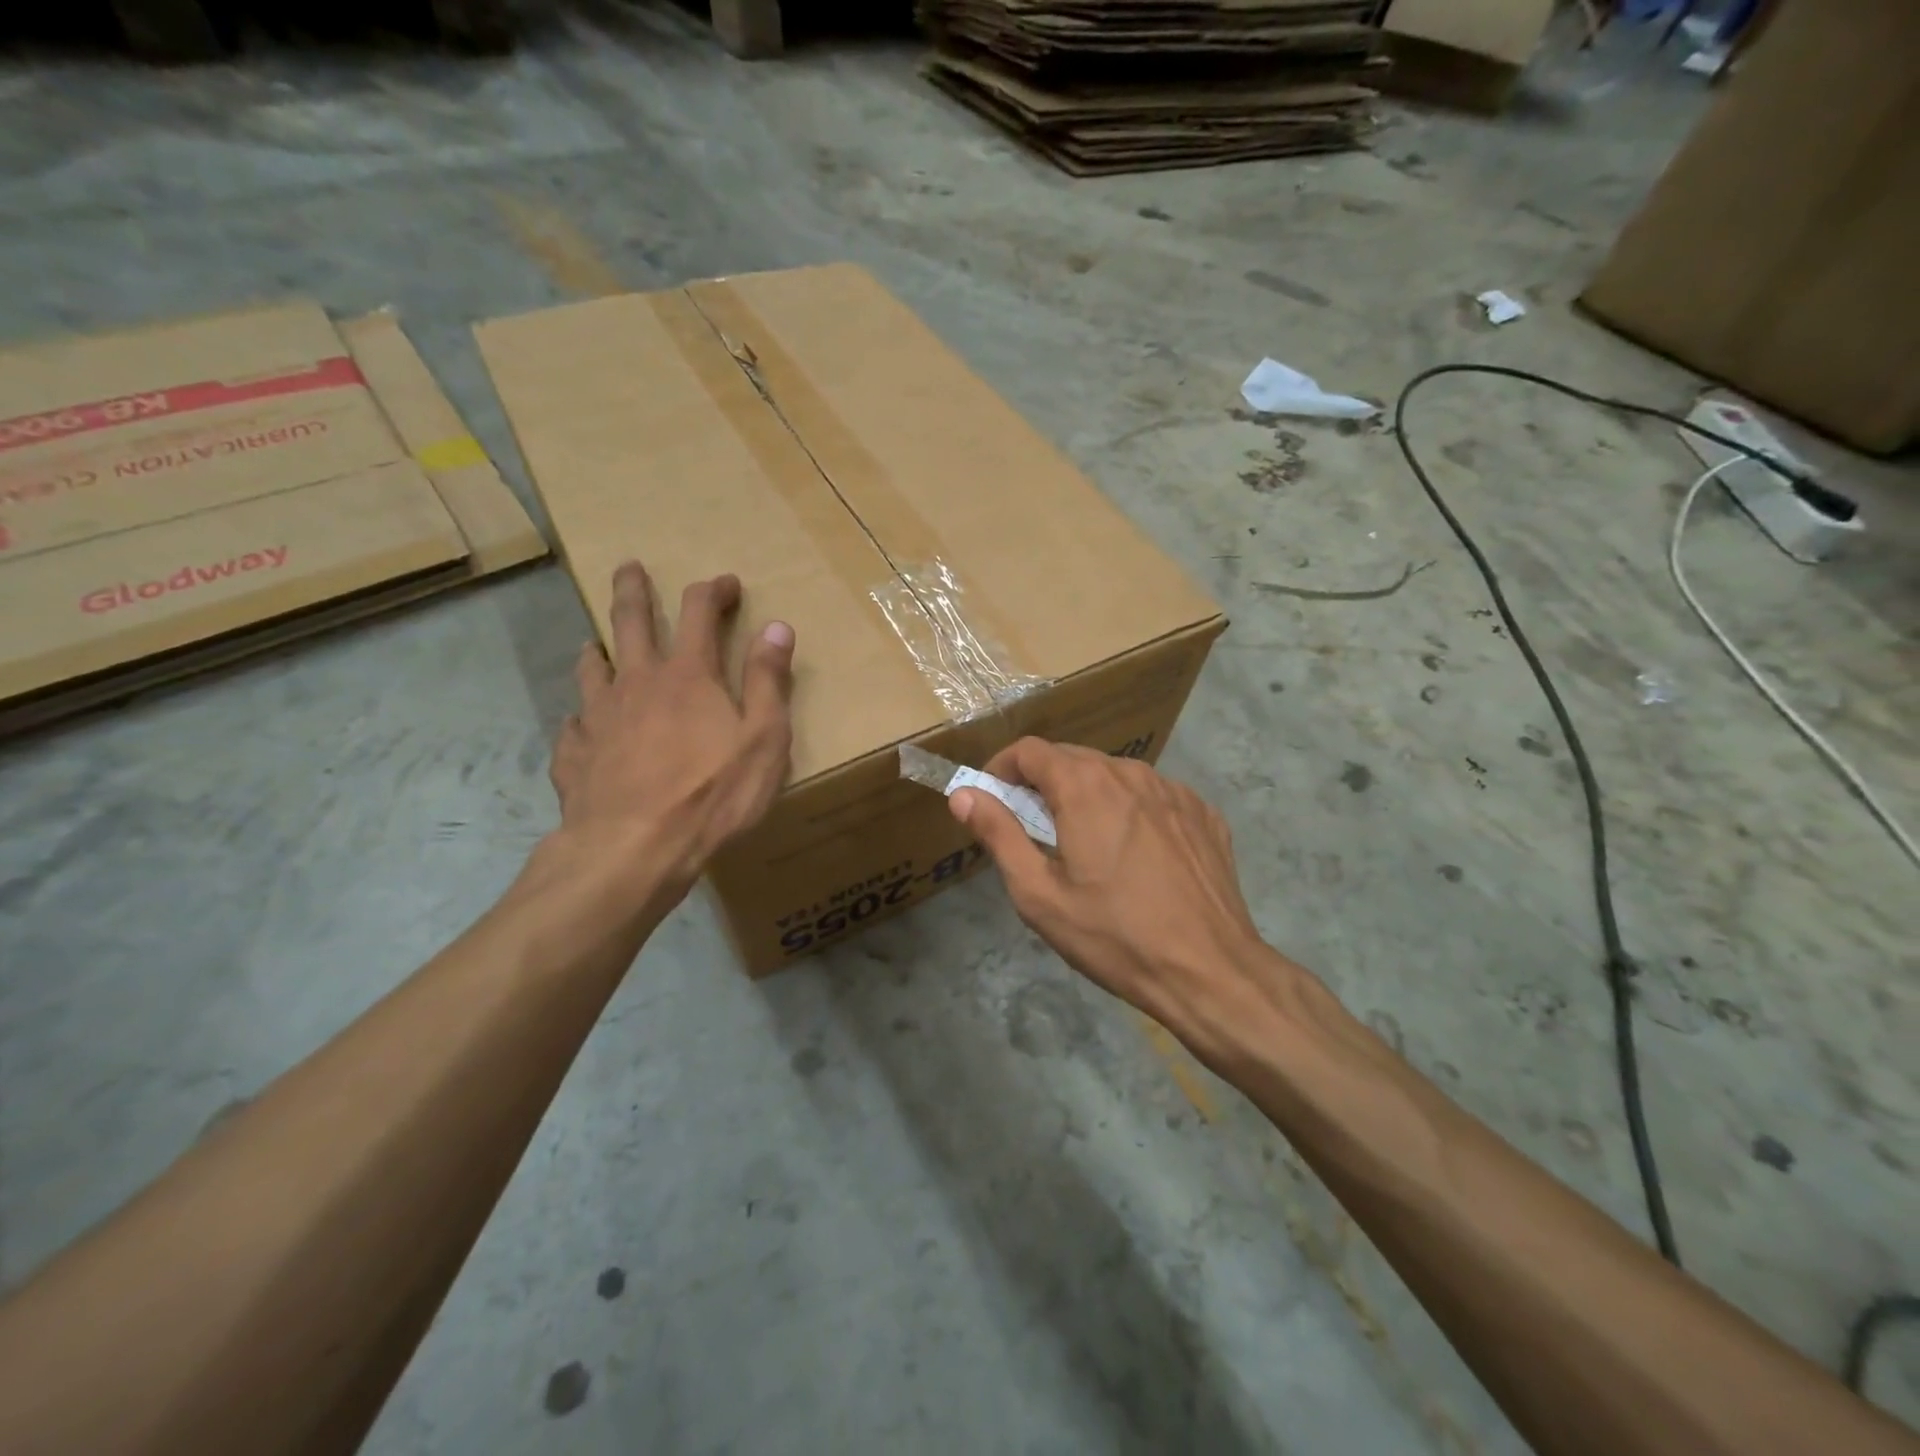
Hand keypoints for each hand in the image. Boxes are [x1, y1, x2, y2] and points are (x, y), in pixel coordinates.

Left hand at [548, 561, 794, 918]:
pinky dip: (581, 718)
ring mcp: (598, 717)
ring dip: (597, 649)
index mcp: (688, 676)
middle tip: (629, 568)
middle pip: (630, 622)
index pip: (699, 612)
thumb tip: (777, 627)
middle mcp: (637, 683)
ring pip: (592, 667)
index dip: (713, 590)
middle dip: (633, 590)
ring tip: (595, 644)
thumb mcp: (763, 740)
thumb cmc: (711, 795)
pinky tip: (582, 726)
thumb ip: (769, 681)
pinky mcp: (574, 755)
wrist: (633, 849)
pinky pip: (573, 725)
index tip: (726, 583)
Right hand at [950, 739, 1290, 1061]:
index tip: (992, 798)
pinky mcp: (1203, 813)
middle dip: (1042, 783)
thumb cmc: (1114, 936)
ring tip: (1085, 844)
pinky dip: (1130, 811)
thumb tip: (964, 795)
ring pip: (1114, 775)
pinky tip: (1135, 855)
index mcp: (1085, 786)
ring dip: (1087, 795)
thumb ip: (998, 834)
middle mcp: (1130, 773)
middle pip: (1072, 758)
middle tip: (1032, 828)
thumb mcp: (1039, 894)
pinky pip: (1153, 796)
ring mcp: (1174, 790)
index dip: (1002, 768)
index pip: (1029, 750)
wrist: (1209, 970)